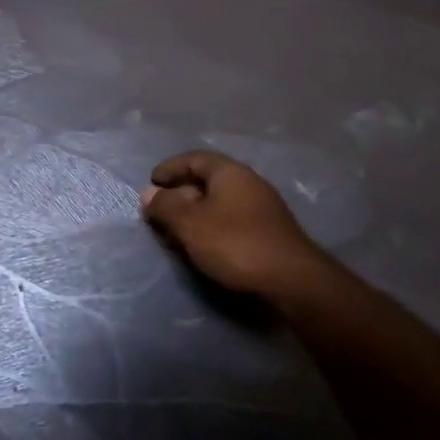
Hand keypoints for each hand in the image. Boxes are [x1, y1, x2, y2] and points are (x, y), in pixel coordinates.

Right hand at [141, 151, 324, 297]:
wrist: (290, 280)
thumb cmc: (235, 243)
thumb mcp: (190, 223)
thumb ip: (165, 206)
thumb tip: (149, 194)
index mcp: (230, 173)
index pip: (194, 159)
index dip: (170, 168)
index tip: (151, 182)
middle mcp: (248, 184)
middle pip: (206, 182)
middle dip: (178, 196)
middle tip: (157, 213)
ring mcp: (260, 209)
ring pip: (217, 205)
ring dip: (192, 216)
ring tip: (173, 235)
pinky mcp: (265, 234)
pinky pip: (228, 222)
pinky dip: (208, 229)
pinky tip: (198, 248)